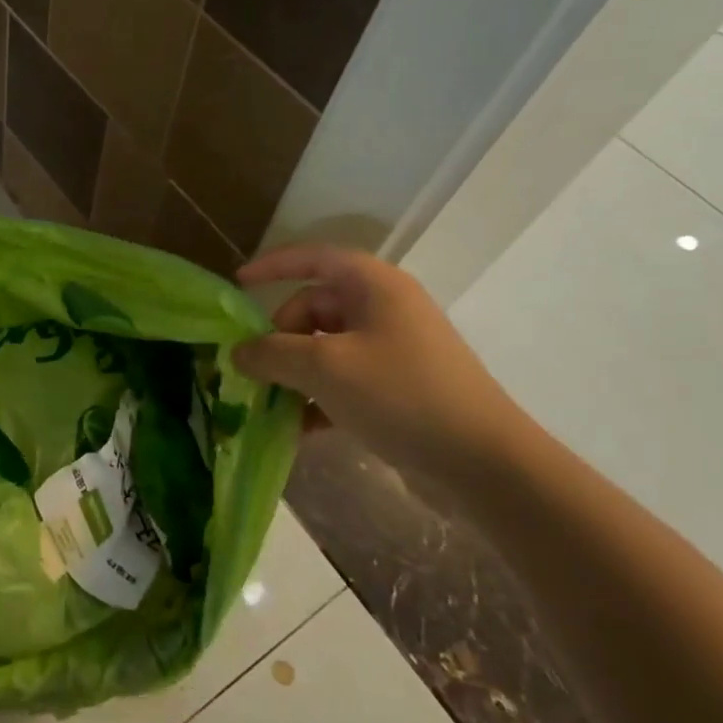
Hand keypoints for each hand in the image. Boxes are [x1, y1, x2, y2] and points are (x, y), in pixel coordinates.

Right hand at [233, 245, 530, 486]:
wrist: (485, 463)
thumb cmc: (401, 395)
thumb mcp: (325, 369)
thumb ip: (273, 354)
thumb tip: (238, 352)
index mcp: (374, 286)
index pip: (314, 258)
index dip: (274, 265)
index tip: (238, 283)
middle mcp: (385, 309)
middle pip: (315, 307)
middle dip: (280, 337)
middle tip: (255, 370)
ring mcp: (394, 349)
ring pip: (326, 347)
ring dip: (295, 372)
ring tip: (270, 403)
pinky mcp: (400, 386)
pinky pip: (345, 378)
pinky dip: (319, 396)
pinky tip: (300, 428)